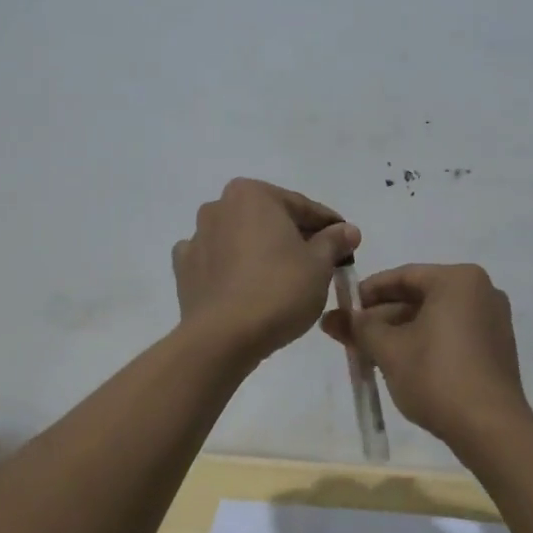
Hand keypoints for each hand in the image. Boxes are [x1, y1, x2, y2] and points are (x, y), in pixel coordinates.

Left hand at [172, 179, 359, 361]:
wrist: (223, 337)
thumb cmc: (279, 290)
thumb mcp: (319, 265)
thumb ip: (334, 241)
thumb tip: (348, 230)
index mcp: (253, 194)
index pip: (302, 207)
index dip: (329, 226)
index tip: (347, 242)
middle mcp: (219, 206)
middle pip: (269, 219)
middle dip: (294, 236)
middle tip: (320, 262)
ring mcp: (197, 237)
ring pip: (241, 238)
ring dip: (261, 250)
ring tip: (284, 277)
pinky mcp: (185, 268)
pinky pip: (217, 261)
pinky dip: (232, 268)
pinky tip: (245, 285)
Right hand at [321, 263, 532, 449]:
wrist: (491, 429)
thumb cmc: (437, 377)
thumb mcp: (389, 350)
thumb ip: (358, 328)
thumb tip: (330, 317)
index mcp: (458, 280)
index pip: (403, 276)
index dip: (368, 292)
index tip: (344, 310)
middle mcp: (481, 291)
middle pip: (420, 296)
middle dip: (383, 317)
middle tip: (352, 336)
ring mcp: (493, 319)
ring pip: (435, 317)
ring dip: (401, 331)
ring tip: (370, 353)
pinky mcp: (497, 347)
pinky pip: (453, 333)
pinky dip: (426, 342)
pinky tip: (402, 363)